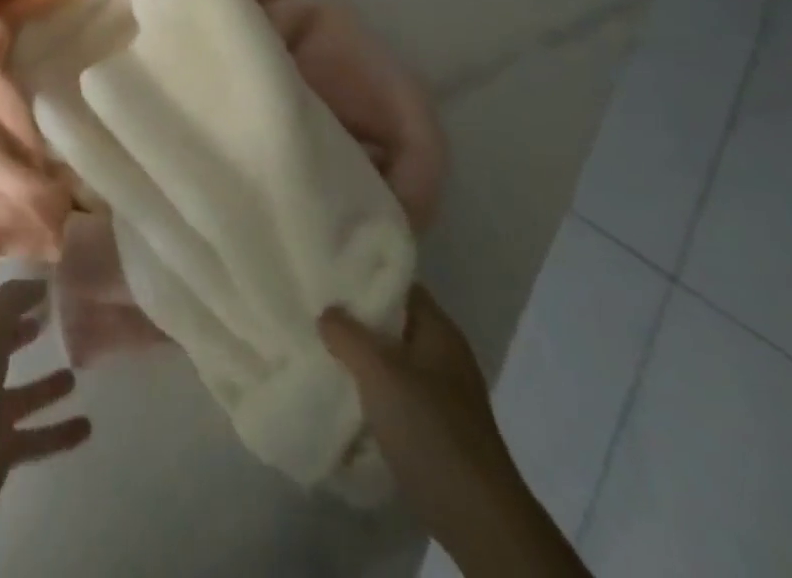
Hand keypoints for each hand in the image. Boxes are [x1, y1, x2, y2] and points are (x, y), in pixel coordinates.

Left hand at [0, 263, 92, 515]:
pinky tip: (86, 426)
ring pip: (23, 393)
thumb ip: (14, 297)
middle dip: (19, 329)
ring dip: (46, 386)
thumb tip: (40, 281)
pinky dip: (59, 433)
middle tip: (49, 315)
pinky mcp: (0, 449)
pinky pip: (36, 437)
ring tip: (74, 375)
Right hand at [321, 287, 569, 571]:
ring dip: (361, 357)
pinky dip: (372, 390)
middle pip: (393, 322)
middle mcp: (443, 354)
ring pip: (392, 359)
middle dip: (356, 318)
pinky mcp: (436, 427)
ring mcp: (442, 393)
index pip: (398, 284)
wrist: (477, 519)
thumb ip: (348, 334)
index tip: (326, 272)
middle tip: (313, 309)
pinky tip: (343, 393)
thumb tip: (326, 312)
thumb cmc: (431, 429)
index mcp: (439, 329)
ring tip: (320, 348)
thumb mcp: (380, 371)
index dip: (363, 275)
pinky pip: (396, 393)